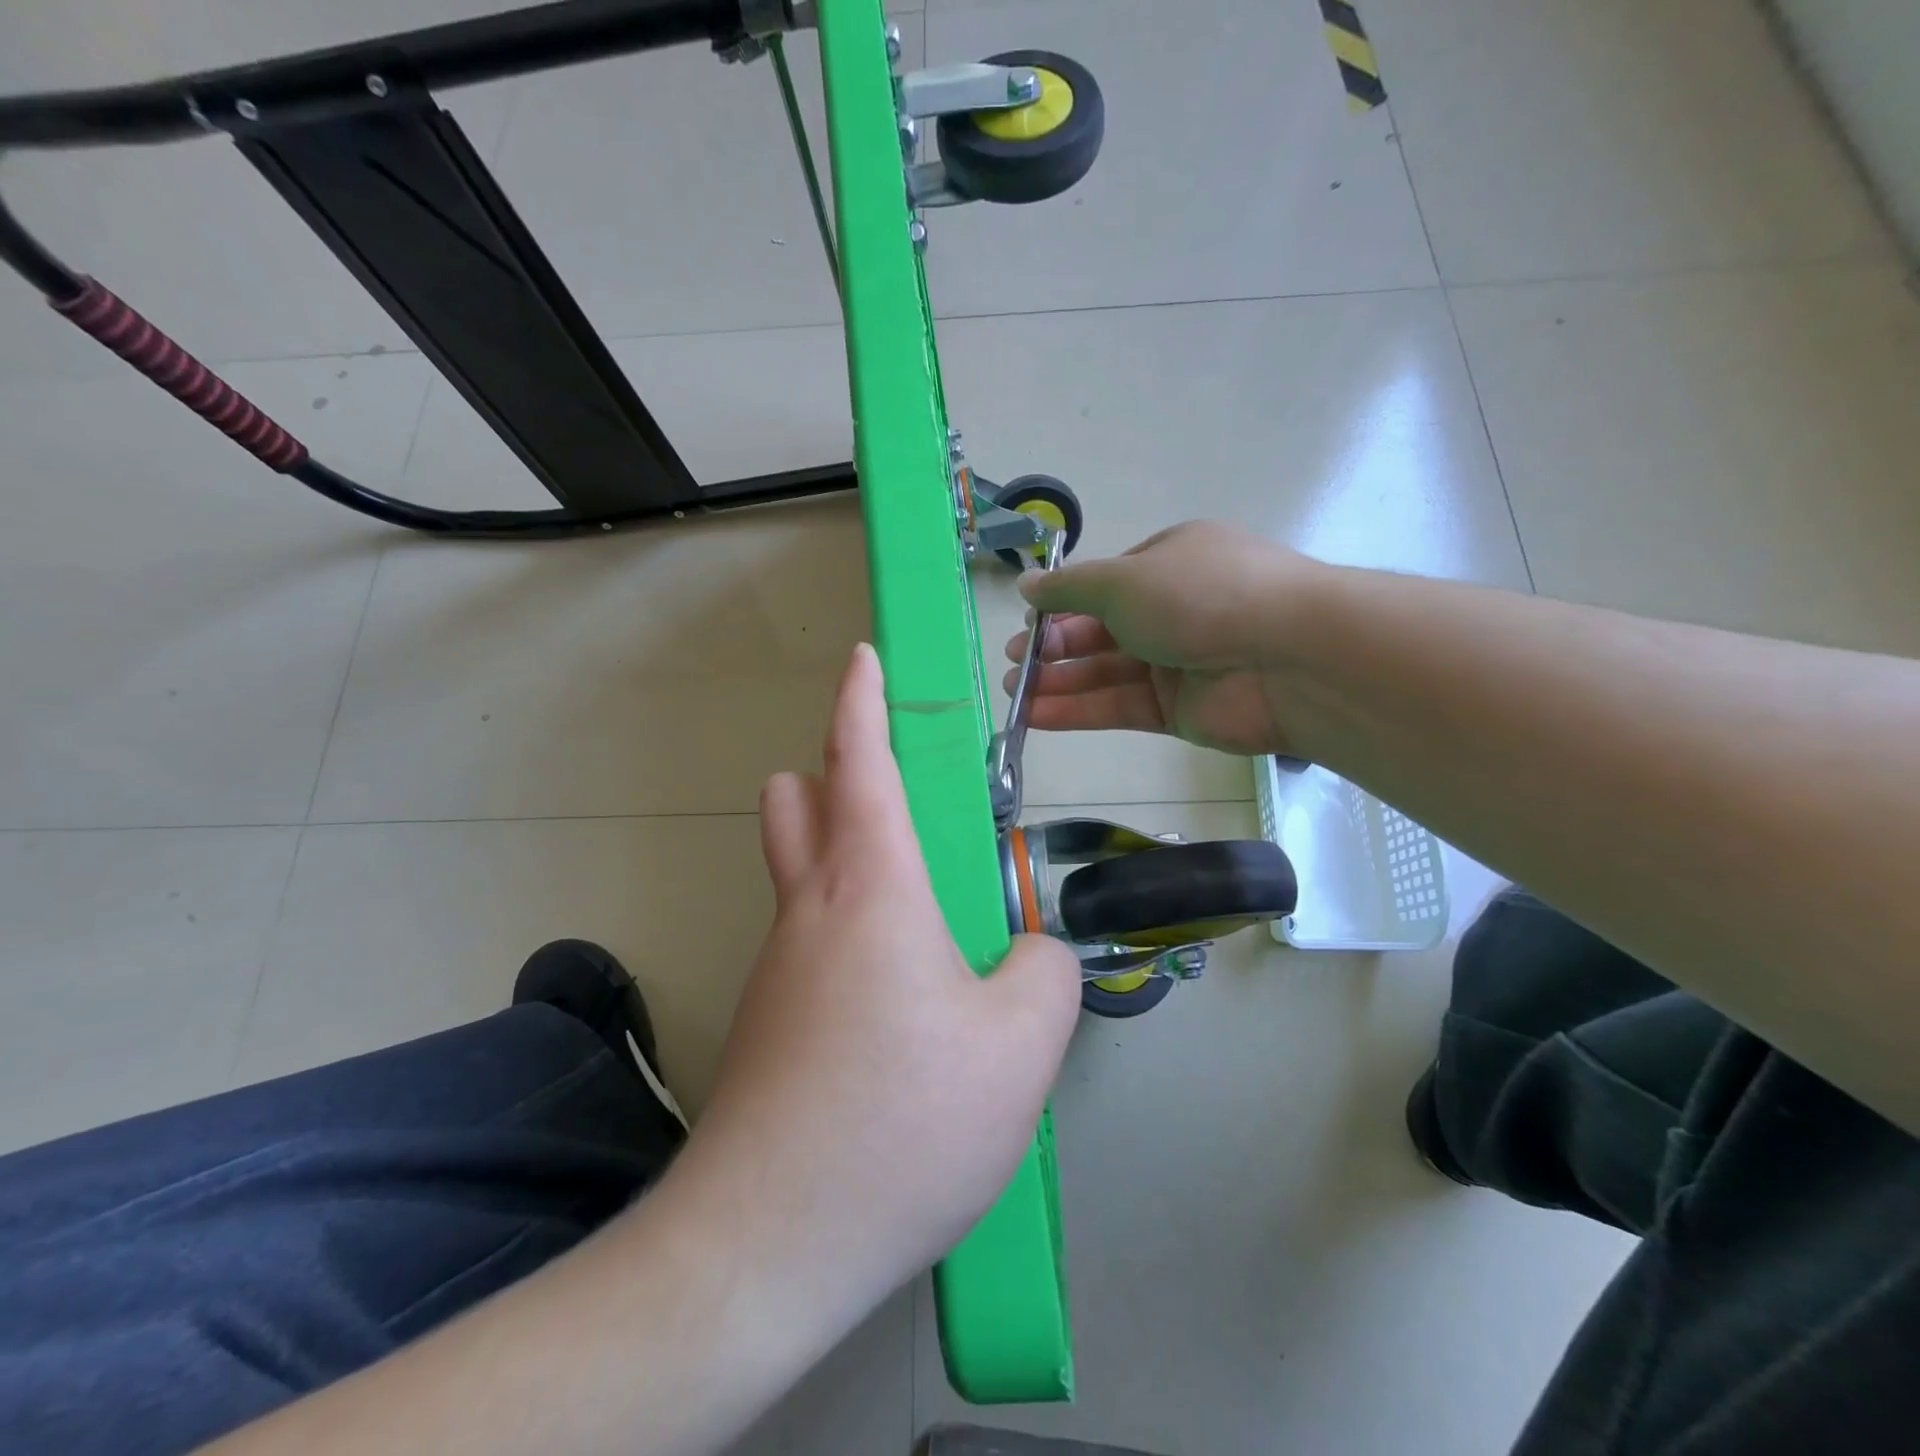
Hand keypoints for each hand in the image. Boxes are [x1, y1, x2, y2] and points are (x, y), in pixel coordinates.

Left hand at [685, 644, 1081, 1321]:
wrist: (769, 1240)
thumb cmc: (904, 1118)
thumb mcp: (1020, 1044)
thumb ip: (1044, 973)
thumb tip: (1028, 954)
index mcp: (871, 886)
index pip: (858, 760)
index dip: (861, 699)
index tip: (863, 658)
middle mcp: (811, 908)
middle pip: (799, 802)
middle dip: (834, 775)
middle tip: (899, 801)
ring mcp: (779, 966)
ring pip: (802, 874)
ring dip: (846, 859)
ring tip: (924, 920)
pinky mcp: (769, 1019)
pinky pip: (811, 943)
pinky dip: (850, 936)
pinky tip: (898, 1008)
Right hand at [1006, 520, 1326, 756]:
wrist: (1287, 658)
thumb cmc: (1200, 596)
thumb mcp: (1123, 579)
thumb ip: (1070, 589)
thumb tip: (1027, 585)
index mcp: (1169, 563)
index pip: (1105, 585)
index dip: (1062, 605)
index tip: (1027, 623)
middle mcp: (1173, 610)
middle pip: (1101, 631)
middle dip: (1054, 648)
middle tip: (1013, 664)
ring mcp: (1176, 662)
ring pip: (1105, 672)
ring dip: (1058, 682)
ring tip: (1014, 693)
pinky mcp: (1178, 710)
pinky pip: (1119, 707)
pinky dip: (1078, 711)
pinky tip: (1036, 717)